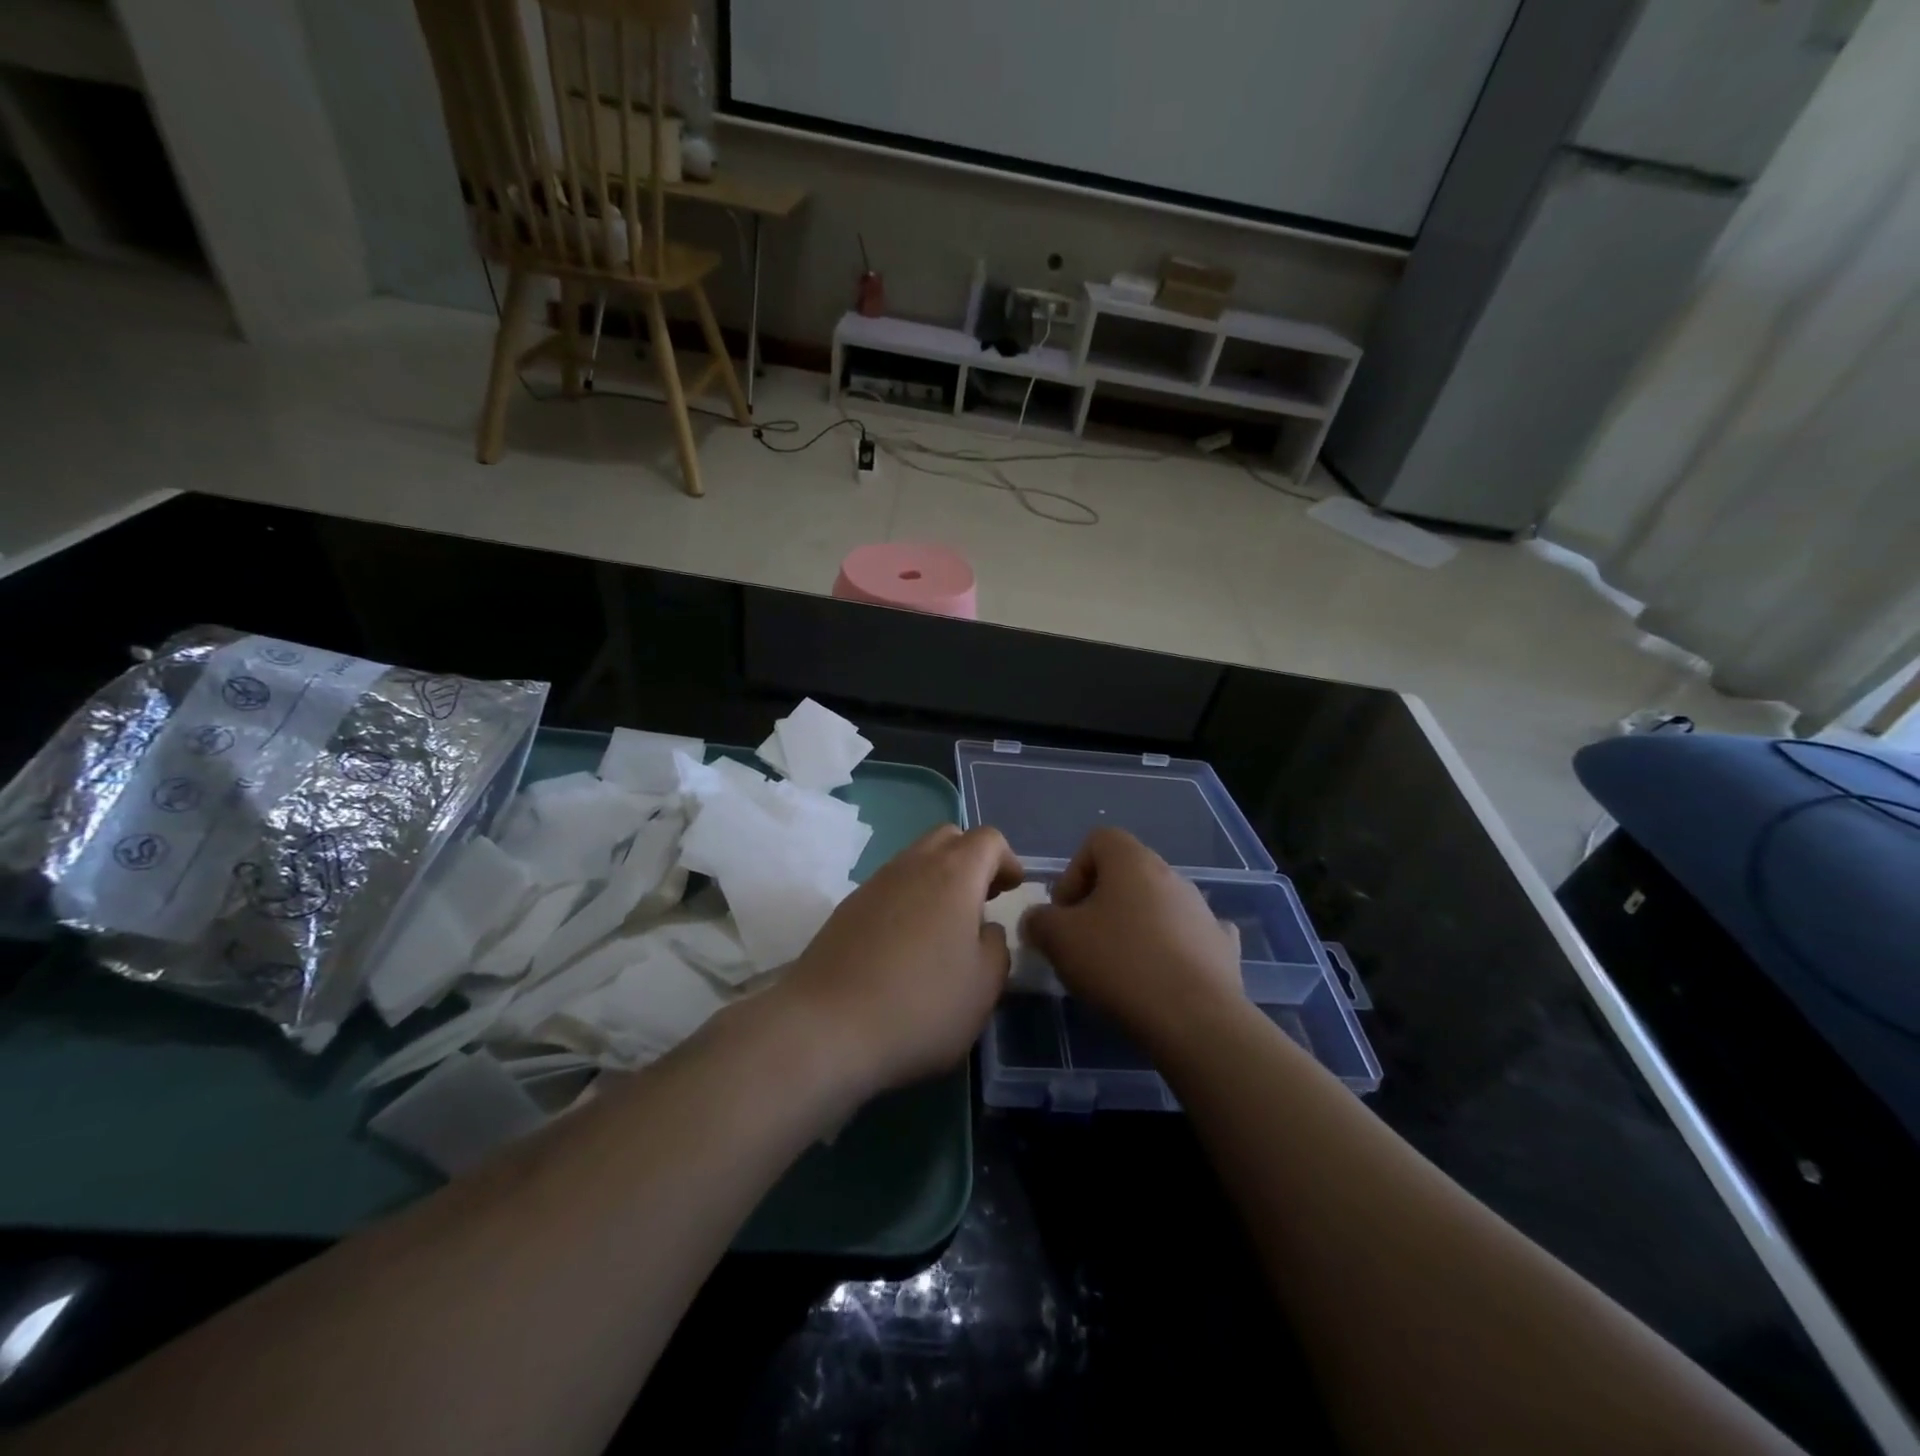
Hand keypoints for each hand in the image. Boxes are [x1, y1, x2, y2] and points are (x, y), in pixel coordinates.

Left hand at [781, 825, 1022, 1097]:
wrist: (825, 1027)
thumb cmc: (921, 1005)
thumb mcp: (984, 986)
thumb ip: (996, 947)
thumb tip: (984, 930)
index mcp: (953, 874)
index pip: (988, 839)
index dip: (1007, 860)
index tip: (1012, 890)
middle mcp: (912, 865)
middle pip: (948, 838)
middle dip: (971, 860)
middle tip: (982, 900)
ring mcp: (873, 884)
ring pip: (914, 860)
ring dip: (937, 880)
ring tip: (946, 927)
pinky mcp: (846, 909)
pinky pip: (889, 887)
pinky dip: (908, 900)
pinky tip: (907, 945)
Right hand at [1020, 828, 1243, 1052]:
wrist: (1195, 1019)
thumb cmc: (1119, 964)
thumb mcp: (1058, 939)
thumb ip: (1039, 921)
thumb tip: (1038, 921)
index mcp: (1132, 860)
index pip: (1097, 841)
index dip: (1073, 873)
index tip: (1064, 913)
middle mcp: (1171, 874)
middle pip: (1127, 875)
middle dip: (1100, 904)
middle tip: (1084, 943)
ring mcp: (1202, 910)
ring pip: (1157, 906)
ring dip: (1136, 926)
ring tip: (1121, 969)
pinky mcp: (1222, 946)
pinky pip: (1191, 936)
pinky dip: (1175, 948)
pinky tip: (1164, 976)